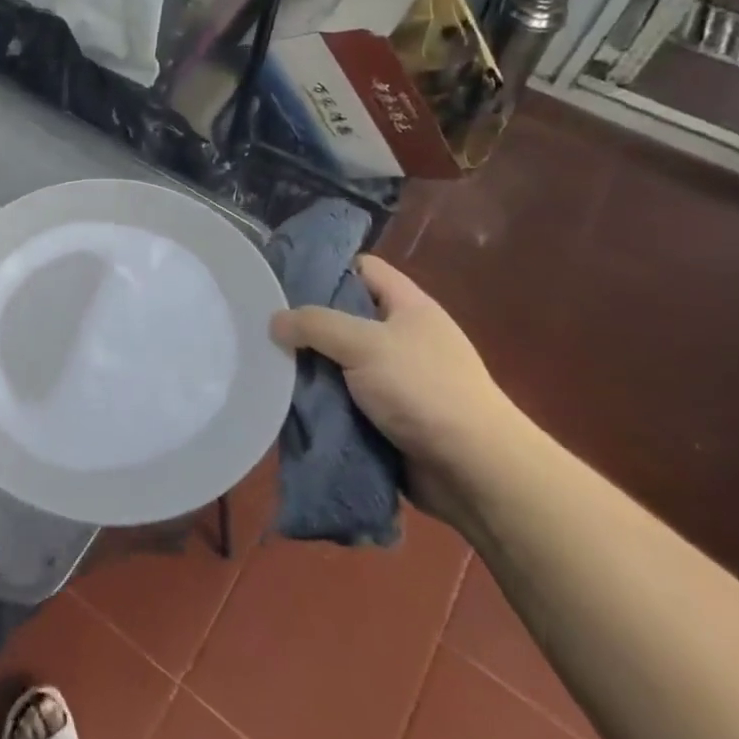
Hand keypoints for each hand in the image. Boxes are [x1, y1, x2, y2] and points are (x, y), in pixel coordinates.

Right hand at [270, 255, 524, 522]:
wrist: (474, 470)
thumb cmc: (424, 389)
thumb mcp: (365, 344)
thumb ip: (315, 325)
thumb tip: (274, 320)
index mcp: (408, 306)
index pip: (362, 268)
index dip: (326, 268)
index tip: (283, 278)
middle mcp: (402, 336)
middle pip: (345, 315)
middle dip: (308, 322)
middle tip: (264, 324)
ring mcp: (396, 378)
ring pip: (340, 360)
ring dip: (311, 366)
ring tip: (266, 362)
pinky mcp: (388, 415)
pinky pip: (345, 397)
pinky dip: (322, 399)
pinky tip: (288, 399)